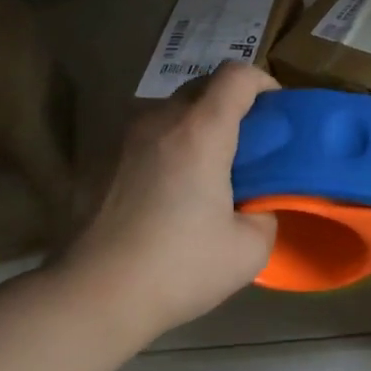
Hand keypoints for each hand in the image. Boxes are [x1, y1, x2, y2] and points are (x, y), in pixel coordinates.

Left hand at [60, 62, 279, 343]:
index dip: (262, 82)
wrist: (94, 296)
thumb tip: (256, 208)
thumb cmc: (179, 268)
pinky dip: (167, 151)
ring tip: (207, 172)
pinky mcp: (99, 162)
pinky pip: (145, 141)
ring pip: (170, 113)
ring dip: (196, 128)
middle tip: (247, 145)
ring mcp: (123, 140)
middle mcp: (159, 122)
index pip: (236, 75)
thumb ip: (264, 215)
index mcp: (200, 132)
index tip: (276, 110)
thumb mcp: (249, 250)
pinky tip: (168, 196)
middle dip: (231, 105)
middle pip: (202, 87)